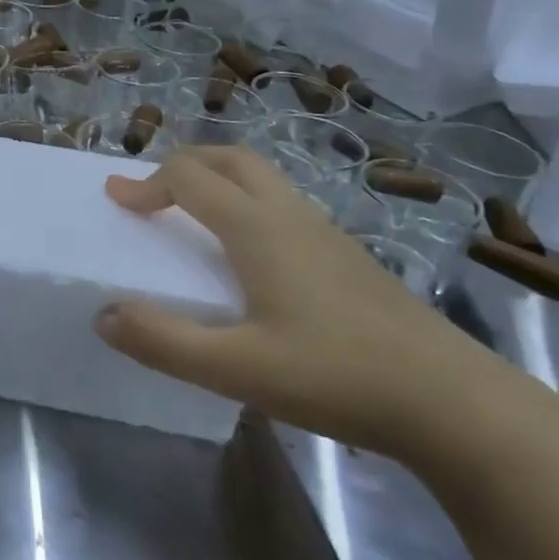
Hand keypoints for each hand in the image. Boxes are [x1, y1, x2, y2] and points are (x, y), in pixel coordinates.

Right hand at [97, 147, 521, 459]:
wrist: (455, 401)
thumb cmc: (336, 376)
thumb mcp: (236, 368)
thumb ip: (163, 342)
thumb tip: (103, 315)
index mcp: (257, 228)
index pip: (188, 177)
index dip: (145, 184)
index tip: (115, 200)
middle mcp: (289, 214)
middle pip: (228, 158)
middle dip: (182, 163)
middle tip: (151, 192)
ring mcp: (324, 231)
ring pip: (260, 177)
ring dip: (216, 178)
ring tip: (191, 212)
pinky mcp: (347, 254)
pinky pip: (282, 202)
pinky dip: (246, 201)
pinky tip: (248, 252)